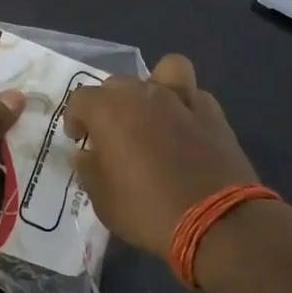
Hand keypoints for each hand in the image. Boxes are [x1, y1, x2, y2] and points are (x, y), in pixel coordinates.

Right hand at [63, 54, 261, 257]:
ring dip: (152, 86)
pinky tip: (184, 126)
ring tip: (151, 112)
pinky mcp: (213, 113)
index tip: (80, 139)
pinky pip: (194, 94)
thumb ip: (90, 169)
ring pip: (163, 70)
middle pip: (117, 84)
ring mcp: (182, 100)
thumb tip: (88, 154)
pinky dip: (185, 104)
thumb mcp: (103, 200)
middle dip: (108, 104)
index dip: (75, 118)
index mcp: (110, 112)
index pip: (81, 98)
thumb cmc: (148, 211)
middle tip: (112, 134)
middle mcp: (143, 95)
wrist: (216, 222)